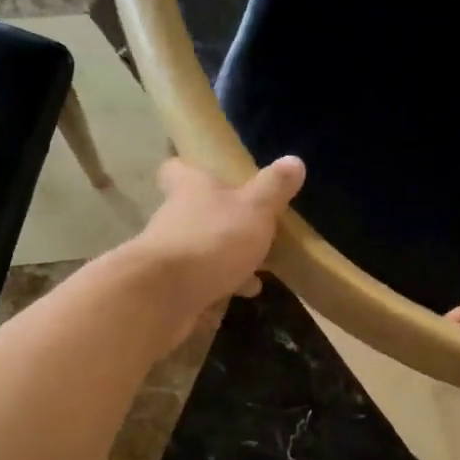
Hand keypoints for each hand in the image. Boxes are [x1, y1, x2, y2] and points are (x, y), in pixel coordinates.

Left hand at [125, 156, 305, 338]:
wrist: (165, 295)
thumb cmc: (212, 239)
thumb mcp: (254, 209)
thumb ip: (273, 188)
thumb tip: (294, 160)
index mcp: (190, 189)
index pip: (176, 169)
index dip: (188, 170)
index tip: (207, 176)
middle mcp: (174, 218)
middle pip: (193, 214)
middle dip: (221, 224)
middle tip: (251, 234)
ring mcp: (168, 256)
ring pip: (198, 252)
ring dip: (223, 262)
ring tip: (255, 278)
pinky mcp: (168, 289)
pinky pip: (196, 285)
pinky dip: (216, 290)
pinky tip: (237, 300)